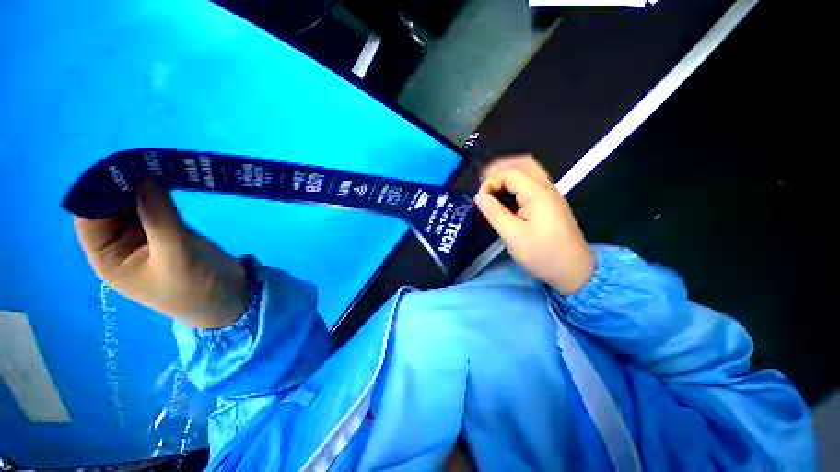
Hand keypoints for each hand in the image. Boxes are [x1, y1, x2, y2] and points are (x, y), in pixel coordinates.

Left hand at [74, 179, 246, 327]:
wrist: (230, 297)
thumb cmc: (195, 288)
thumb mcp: (175, 256)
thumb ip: (159, 217)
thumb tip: (145, 175)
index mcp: (108, 257)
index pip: (90, 217)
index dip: (99, 191)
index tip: (121, 166)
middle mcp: (119, 243)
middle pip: (110, 206)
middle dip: (123, 183)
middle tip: (144, 160)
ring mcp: (145, 235)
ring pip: (133, 202)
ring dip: (142, 184)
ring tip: (156, 163)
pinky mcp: (167, 229)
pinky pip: (156, 205)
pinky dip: (159, 191)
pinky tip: (166, 177)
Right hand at [475, 155, 593, 294]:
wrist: (574, 271)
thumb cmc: (542, 254)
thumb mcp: (513, 236)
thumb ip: (495, 213)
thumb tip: (479, 196)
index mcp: (538, 194)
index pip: (510, 173)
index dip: (491, 182)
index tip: (481, 200)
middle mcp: (547, 189)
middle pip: (524, 164)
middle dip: (501, 170)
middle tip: (485, 185)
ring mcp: (552, 196)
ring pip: (530, 172)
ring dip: (509, 176)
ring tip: (493, 189)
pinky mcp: (551, 205)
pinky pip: (533, 184)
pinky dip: (517, 185)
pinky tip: (507, 197)